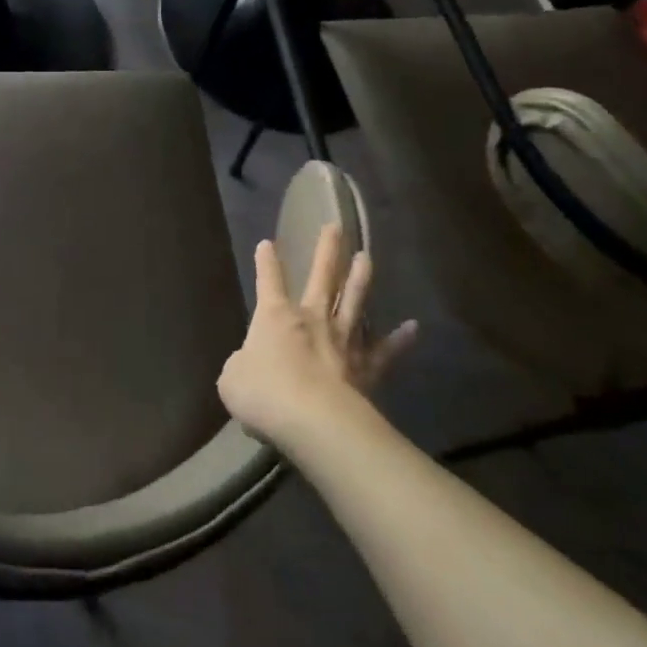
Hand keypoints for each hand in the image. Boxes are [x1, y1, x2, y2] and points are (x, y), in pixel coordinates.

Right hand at [218, 223, 415, 451]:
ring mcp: (342, 341)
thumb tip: (249, 364)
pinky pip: (385, 351)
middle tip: (335, 227)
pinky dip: (399, 340)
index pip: (268, 281)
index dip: (266, 262)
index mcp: (275, 316)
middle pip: (321, 277)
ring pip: (353, 301)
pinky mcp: (366, 368)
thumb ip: (242, 364)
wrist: (312, 420)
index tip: (267, 243)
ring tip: (366, 256)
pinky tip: (413, 327)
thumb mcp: (233, 378)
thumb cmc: (264, 393)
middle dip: (326, 251)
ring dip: (360, 279)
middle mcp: (312, 319)